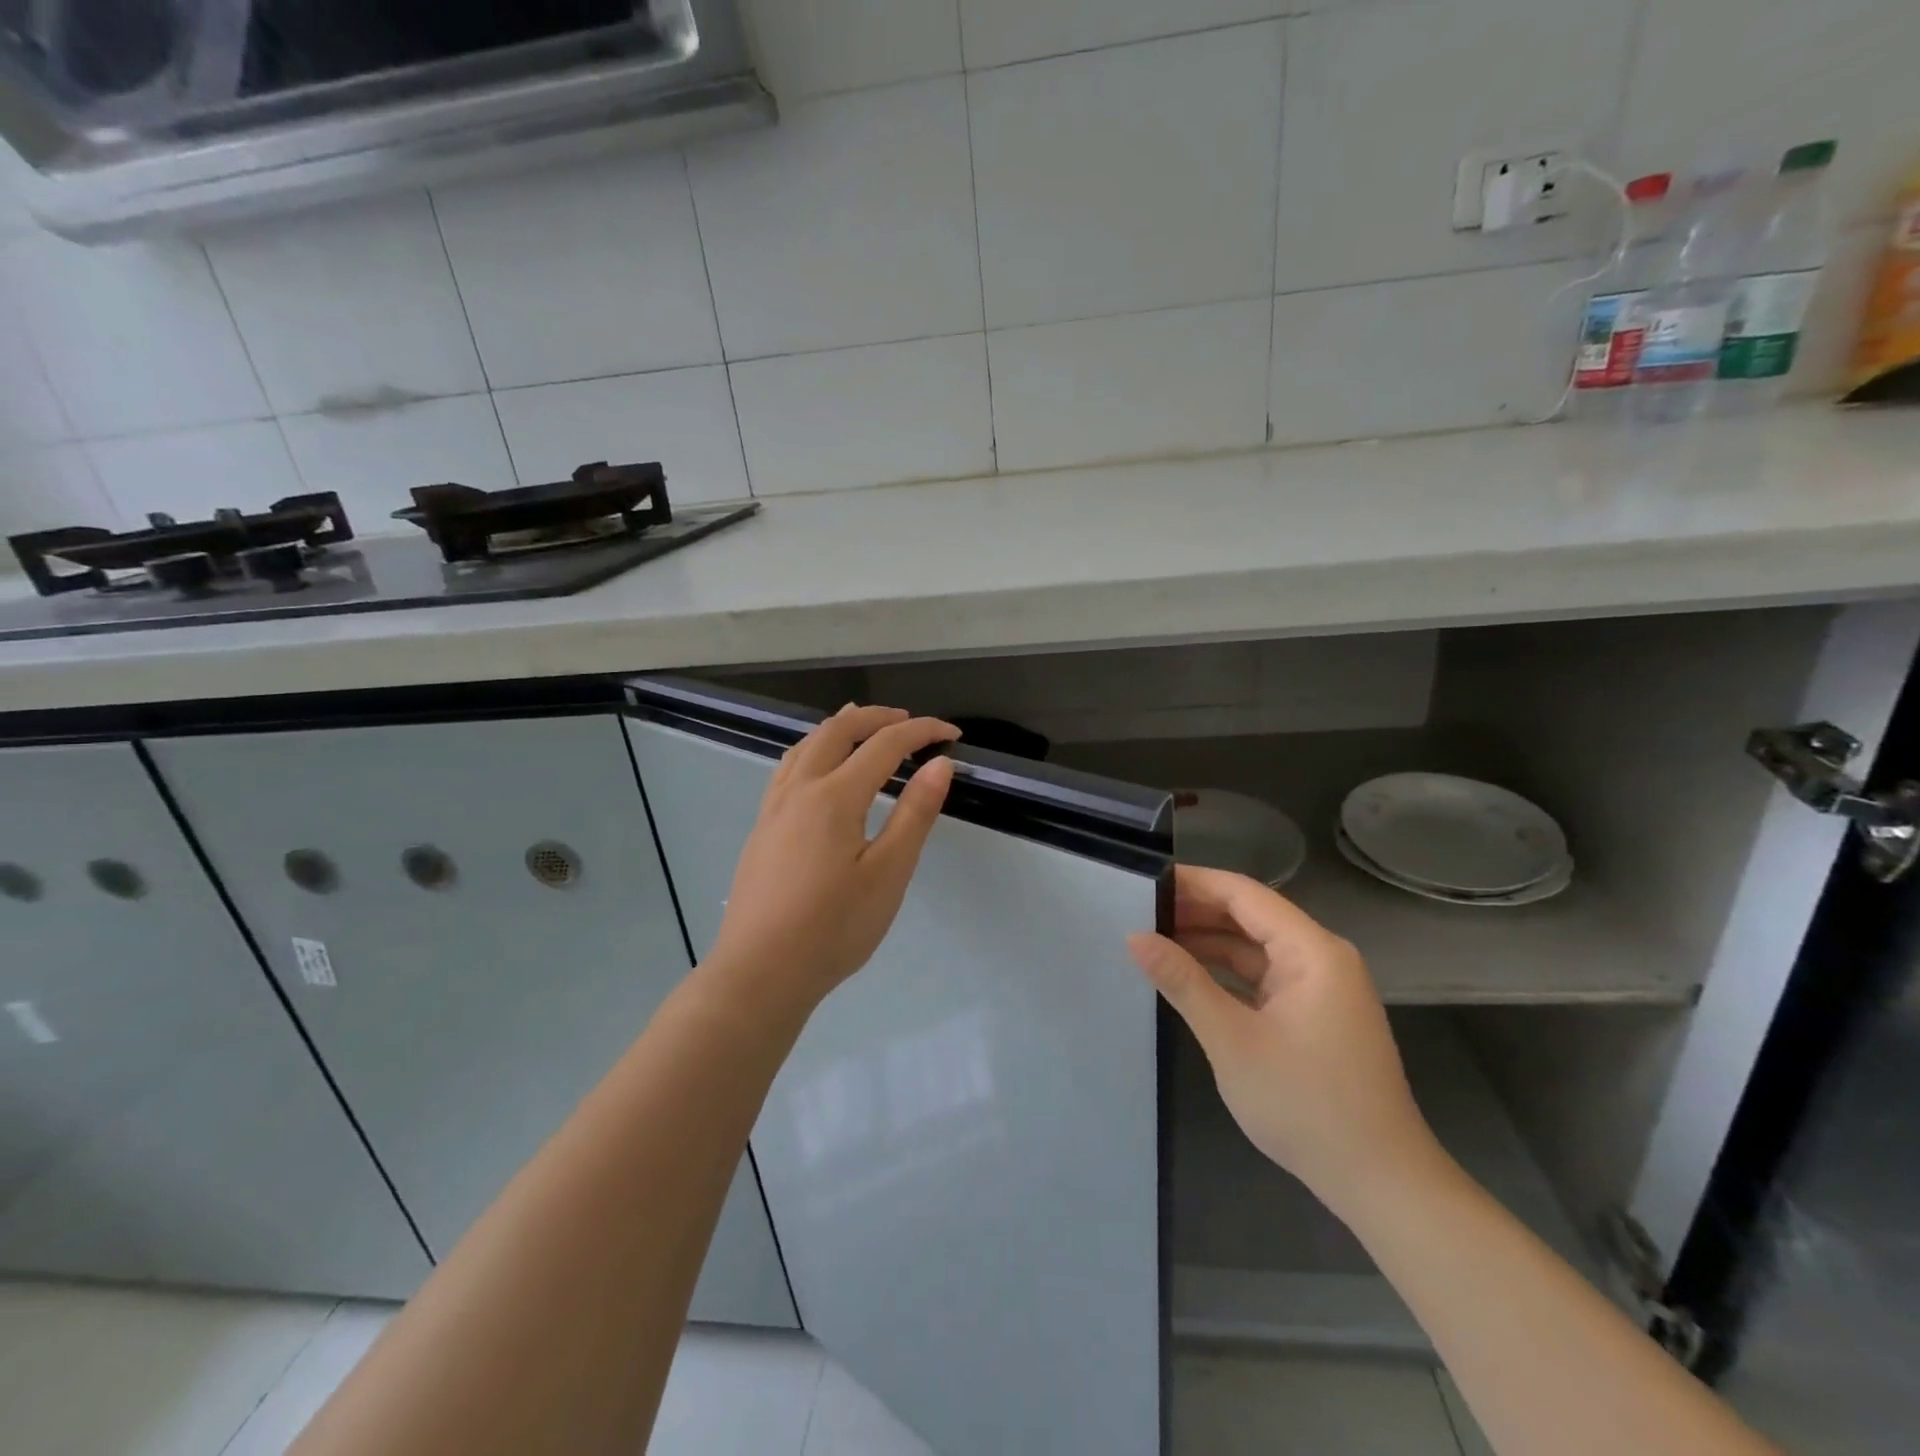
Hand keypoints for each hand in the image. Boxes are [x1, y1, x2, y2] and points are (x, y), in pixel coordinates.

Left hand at [707, 704, 958, 1011]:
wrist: (761, 972)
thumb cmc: (833, 928)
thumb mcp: (888, 873)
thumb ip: (914, 814)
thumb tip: (939, 765)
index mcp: (834, 797)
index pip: (884, 745)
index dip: (922, 732)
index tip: (952, 735)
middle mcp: (800, 790)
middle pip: (837, 731)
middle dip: (877, 718)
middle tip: (910, 723)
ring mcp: (774, 808)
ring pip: (806, 745)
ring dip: (840, 727)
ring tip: (863, 726)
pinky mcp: (762, 828)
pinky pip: (789, 767)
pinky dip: (814, 749)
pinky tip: (819, 768)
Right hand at [1128, 865, 1440, 1214]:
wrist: (1379, 1183)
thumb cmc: (1306, 1104)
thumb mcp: (1232, 1039)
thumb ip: (1183, 982)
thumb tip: (1135, 938)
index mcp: (1312, 950)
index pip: (1244, 894)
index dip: (1194, 883)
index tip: (1146, 881)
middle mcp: (1321, 957)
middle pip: (1250, 916)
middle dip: (1196, 912)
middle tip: (1138, 912)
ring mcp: (1320, 988)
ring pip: (1255, 948)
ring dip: (1208, 943)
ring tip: (1153, 940)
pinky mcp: (1314, 1014)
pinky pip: (1263, 977)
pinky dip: (1226, 973)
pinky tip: (1188, 977)